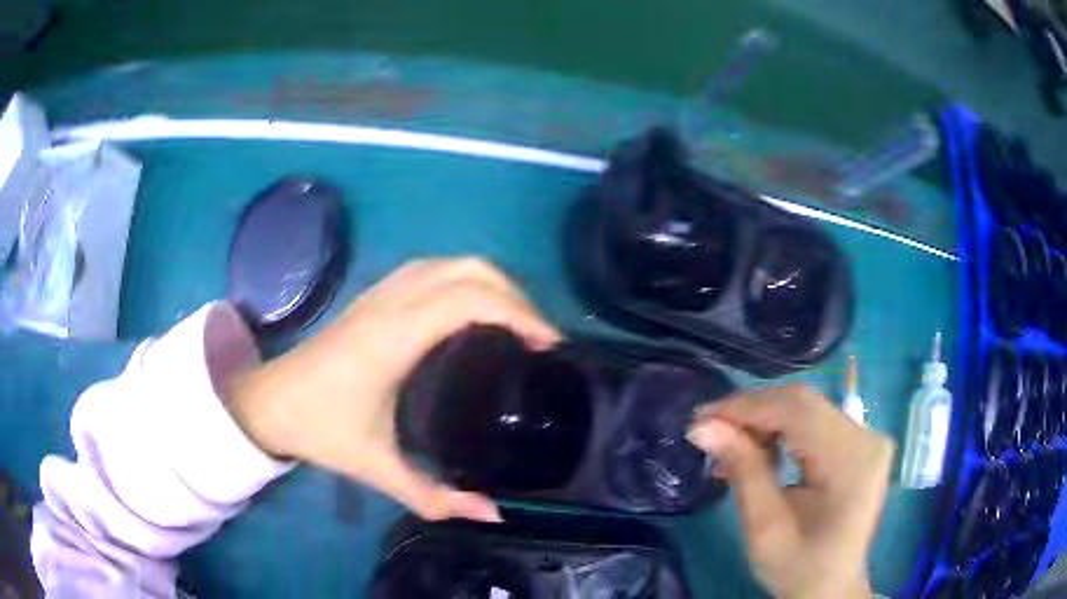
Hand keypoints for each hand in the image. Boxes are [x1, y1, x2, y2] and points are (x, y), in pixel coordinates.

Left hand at [225, 258, 560, 521]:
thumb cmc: (320, 429)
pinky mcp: (375, 295)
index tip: (548, 344)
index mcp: (394, 337)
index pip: (470, 300)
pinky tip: (474, 310)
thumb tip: (492, 514)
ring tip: (517, 321)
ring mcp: (381, 292)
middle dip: (515, 295)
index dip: (518, 313)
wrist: (268, 401)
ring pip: (451, 262)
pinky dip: (466, 280)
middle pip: (469, 270)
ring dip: (492, 282)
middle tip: (540, 336)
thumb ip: (435, 497)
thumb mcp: (377, 467)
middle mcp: (391, 302)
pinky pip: (433, 269)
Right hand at [688, 384, 893, 598]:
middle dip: (753, 412)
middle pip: (804, 404)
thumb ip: (743, 471)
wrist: (831, 588)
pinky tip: (760, 449)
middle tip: (710, 431)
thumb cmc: (798, 567)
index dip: (747, 407)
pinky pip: (816, 422)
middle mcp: (867, 438)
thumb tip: (703, 426)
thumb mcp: (764, 528)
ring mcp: (867, 438)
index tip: (701, 418)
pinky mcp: (861, 444)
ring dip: (765, 421)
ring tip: (730, 446)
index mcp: (851, 460)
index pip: (797, 410)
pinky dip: (782, 430)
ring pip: (807, 408)